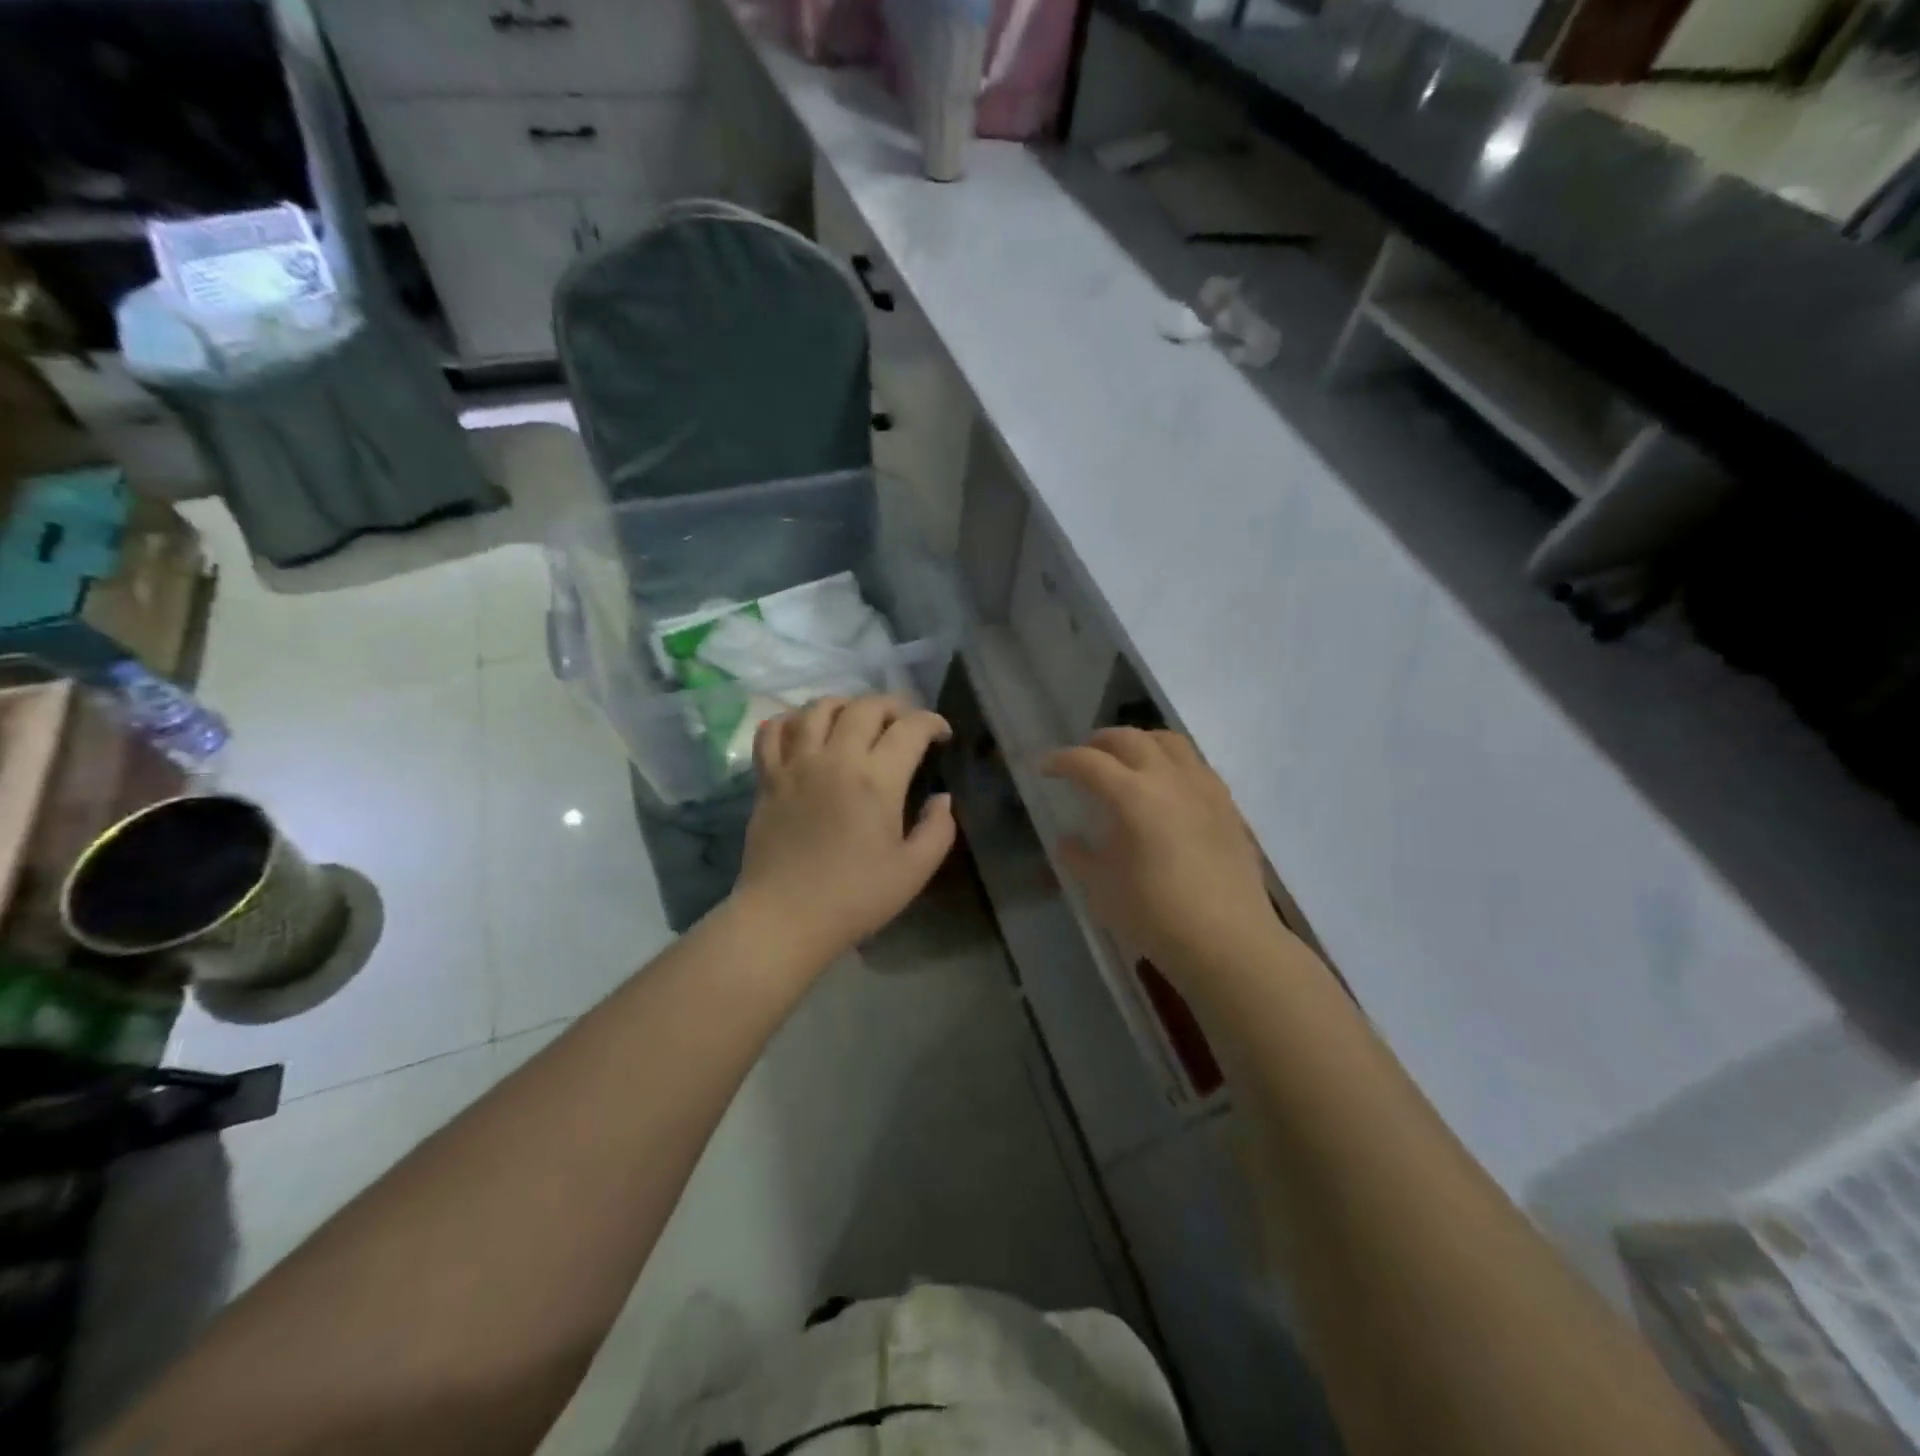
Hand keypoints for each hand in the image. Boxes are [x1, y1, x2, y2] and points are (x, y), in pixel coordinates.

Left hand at [731, 695, 955, 964]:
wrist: (785, 918)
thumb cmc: (855, 898)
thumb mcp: (914, 871)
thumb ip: (938, 829)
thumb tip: (942, 798)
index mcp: (877, 780)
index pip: (910, 728)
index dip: (932, 723)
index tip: (942, 735)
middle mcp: (836, 759)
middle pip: (865, 707)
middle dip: (893, 706)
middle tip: (903, 724)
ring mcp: (796, 764)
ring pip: (818, 708)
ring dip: (845, 705)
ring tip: (856, 720)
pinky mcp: (768, 778)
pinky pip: (773, 731)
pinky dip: (791, 721)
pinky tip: (804, 731)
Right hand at [1044, 728, 1287, 990]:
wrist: (1229, 941)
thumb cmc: (1156, 916)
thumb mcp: (1103, 890)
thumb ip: (1080, 858)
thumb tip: (1068, 841)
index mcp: (1133, 796)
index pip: (1089, 763)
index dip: (1062, 761)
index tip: (1046, 768)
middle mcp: (1170, 780)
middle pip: (1130, 739)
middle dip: (1100, 742)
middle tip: (1085, 757)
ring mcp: (1204, 789)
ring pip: (1170, 742)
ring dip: (1141, 742)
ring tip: (1127, 761)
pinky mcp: (1228, 806)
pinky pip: (1196, 765)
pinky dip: (1172, 762)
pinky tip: (1168, 787)